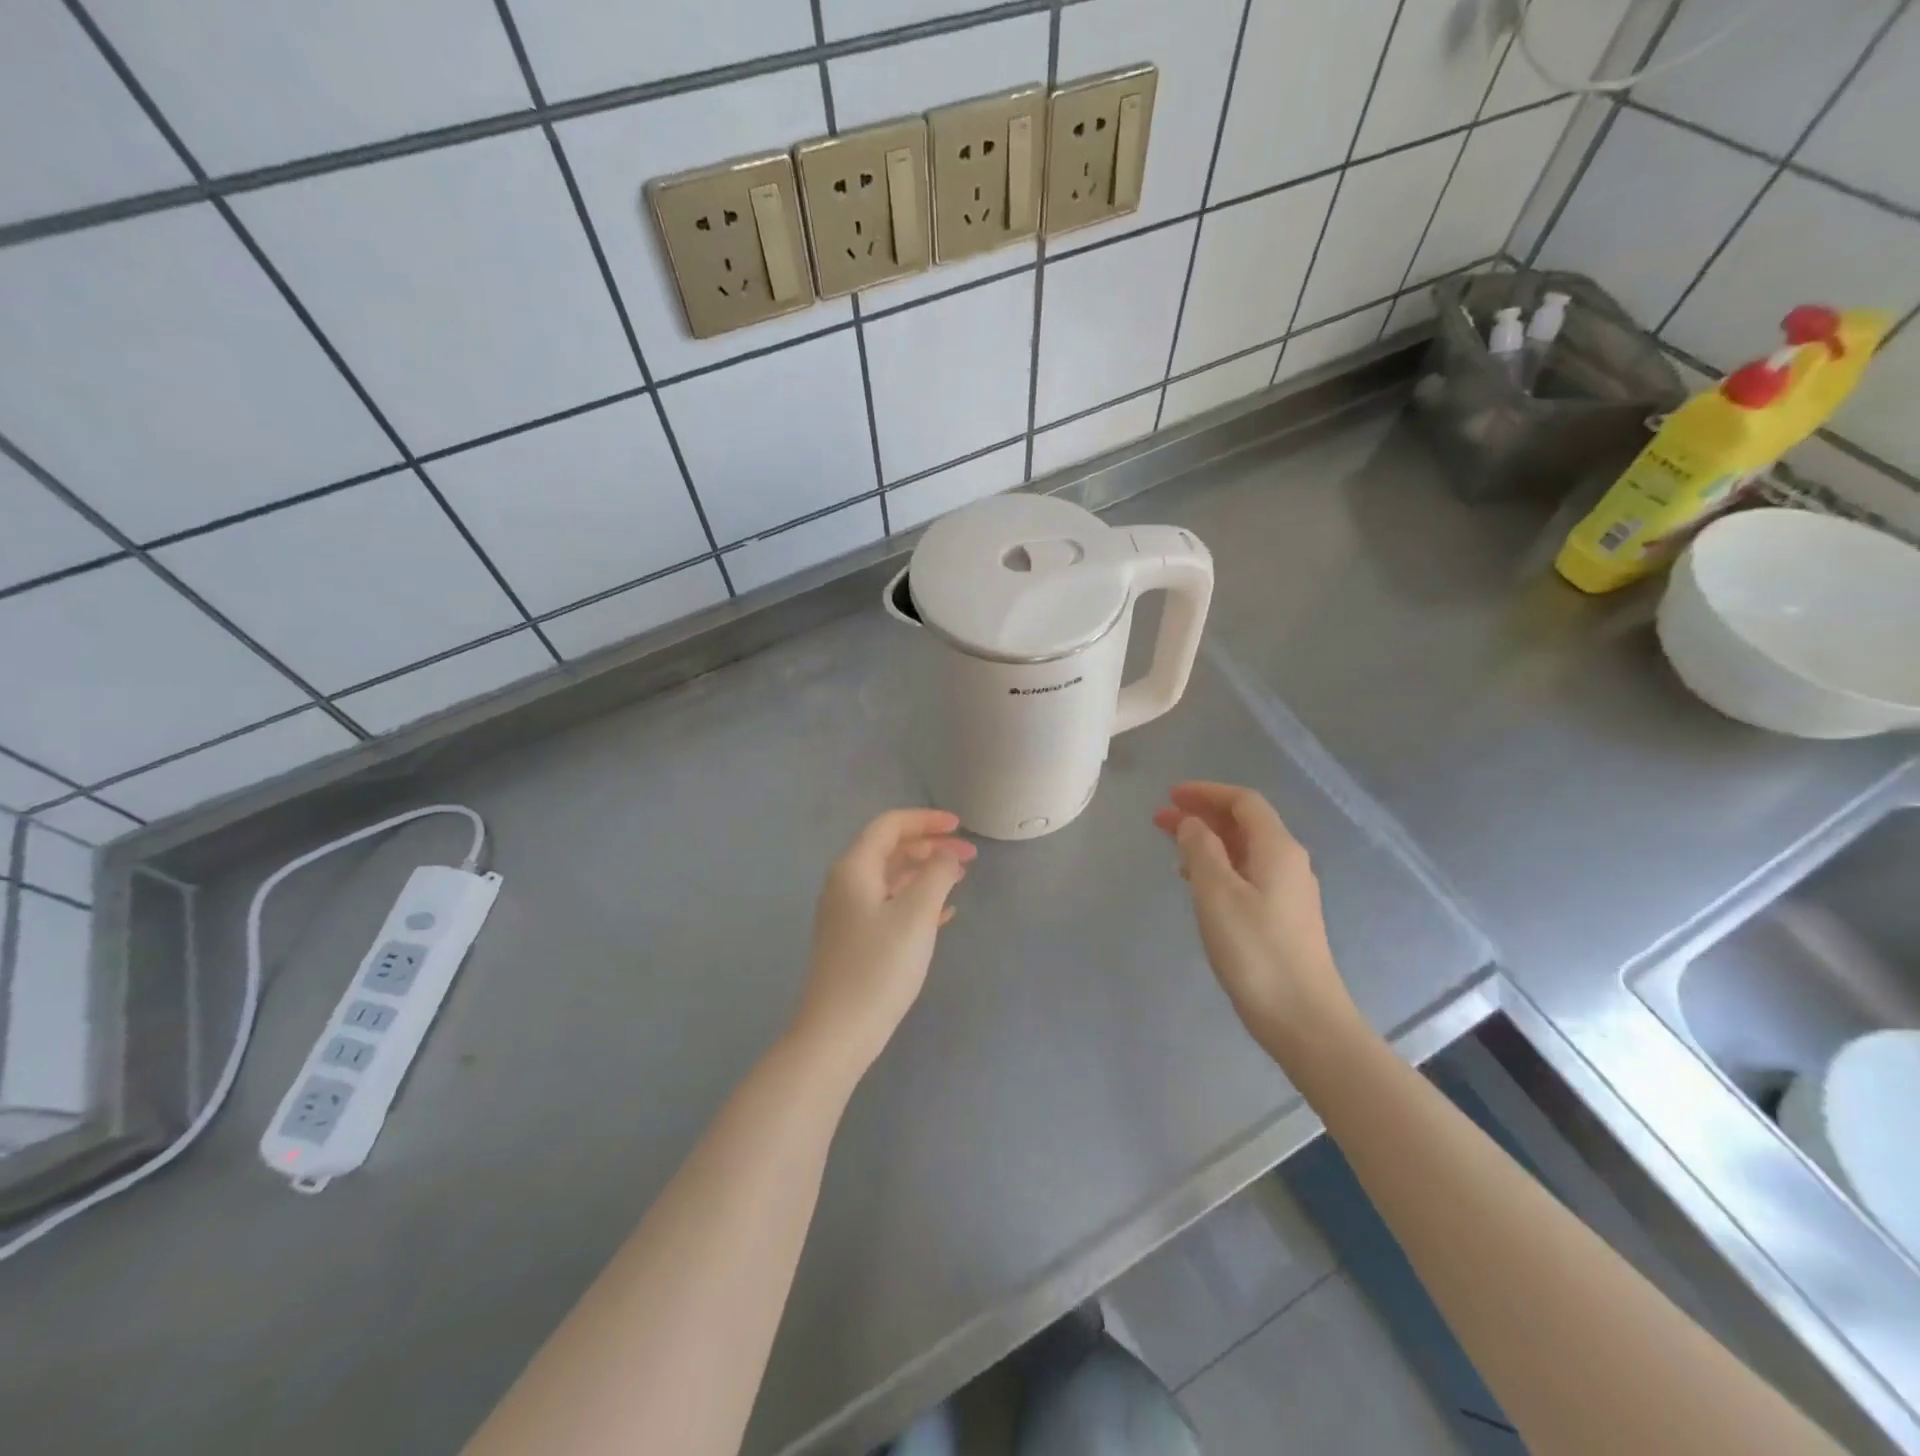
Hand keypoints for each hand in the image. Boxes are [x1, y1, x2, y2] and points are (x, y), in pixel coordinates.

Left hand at [795, 809, 976, 1074]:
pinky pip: (890, 905)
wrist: (838, 1032)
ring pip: (892, 878)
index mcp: (855, 869)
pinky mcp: (855, 940)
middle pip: (891, 850)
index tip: (960, 826)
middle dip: (930, 846)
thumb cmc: (879, 967)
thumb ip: (936, 875)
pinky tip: (944, 914)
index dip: (925, 820)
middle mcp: (846, 884)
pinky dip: (917, 900)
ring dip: (925, 873)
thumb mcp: (916, 914)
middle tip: (969, 855)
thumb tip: (947, 855)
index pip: (890, 826)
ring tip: (960, 878)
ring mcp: (848, 914)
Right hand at [1153, 782, 1358, 1055]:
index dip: (1206, 792)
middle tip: (1160, 819)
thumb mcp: (1216, 894)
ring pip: (1244, 850)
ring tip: (1172, 849)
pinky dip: (1219, 867)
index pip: (1243, 802)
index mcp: (1277, 849)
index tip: (1171, 795)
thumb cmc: (1255, 951)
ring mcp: (1289, 891)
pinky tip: (1198, 884)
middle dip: (1202, 815)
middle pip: (1244, 824)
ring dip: (1208, 842)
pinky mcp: (1284, 917)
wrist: (1303, 1018)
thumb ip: (1201, 850)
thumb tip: (1191, 823)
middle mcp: (1288, 862)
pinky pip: (1248, 874)